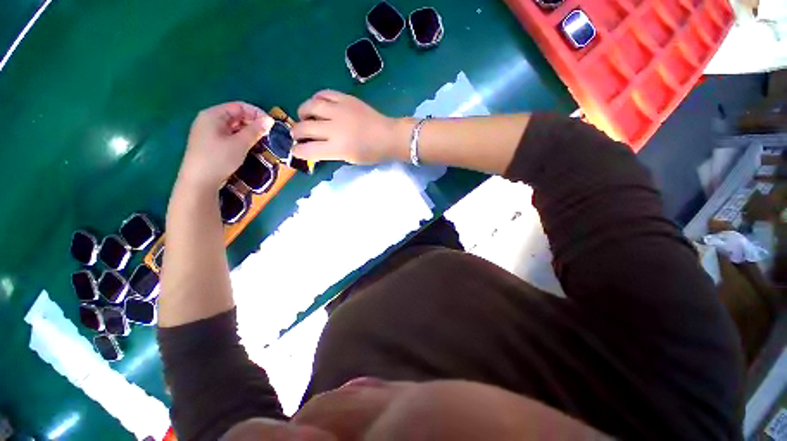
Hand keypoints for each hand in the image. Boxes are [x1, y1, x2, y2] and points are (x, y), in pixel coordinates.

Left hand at [177, 102, 272, 191]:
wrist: (199, 181)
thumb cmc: (219, 159)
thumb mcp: (240, 143)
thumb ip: (255, 130)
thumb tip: (269, 120)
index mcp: (213, 115)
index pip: (239, 106)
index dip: (256, 113)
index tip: (271, 125)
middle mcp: (209, 120)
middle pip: (235, 115)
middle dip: (253, 122)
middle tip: (268, 134)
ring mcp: (208, 132)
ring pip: (233, 126)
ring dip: (248, 131)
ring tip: (262, 140)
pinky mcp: (210, 143)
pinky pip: (229, 135)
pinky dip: (241, 138)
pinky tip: (249, 146)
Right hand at [292, 90, 406, 163]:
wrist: (389, 136)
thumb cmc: (372, 153)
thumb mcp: (350, 159)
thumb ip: (331, 153)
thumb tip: (316, 147)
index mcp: (337, 148)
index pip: (308, 149)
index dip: (298, 151)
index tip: (296, 151)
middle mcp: (334, 128)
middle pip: (304, 128)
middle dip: (296, 133)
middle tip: (298, 135)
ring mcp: (339, 110)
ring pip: (310, 106)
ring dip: (302, 113)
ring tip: (305, 117)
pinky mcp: (346, 98)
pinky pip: (324, 94)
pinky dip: (316, 99)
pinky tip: (317, 105)